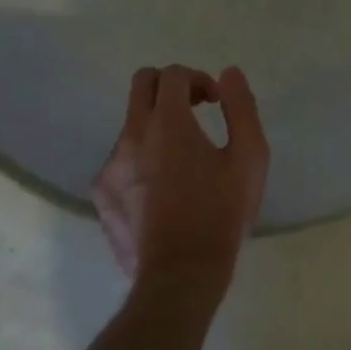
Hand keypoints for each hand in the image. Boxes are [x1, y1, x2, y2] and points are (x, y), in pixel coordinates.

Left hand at [93, 65, 270, 300]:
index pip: (173, 74)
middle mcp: (131, 135)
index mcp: (167, 122)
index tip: (214, 102)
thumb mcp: (249, 155)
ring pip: (132, 124)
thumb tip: (229, 74)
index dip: (198, 79)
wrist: (180, 275)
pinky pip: (121, 158)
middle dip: (170, 87)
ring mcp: (110, 165)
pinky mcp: (101, 193)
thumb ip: (241, 106)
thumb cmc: (221, 212)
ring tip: (183, 160)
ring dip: (157, 126)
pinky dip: (142, 158)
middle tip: (195, 111)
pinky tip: (163, 188)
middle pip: (142, 84)